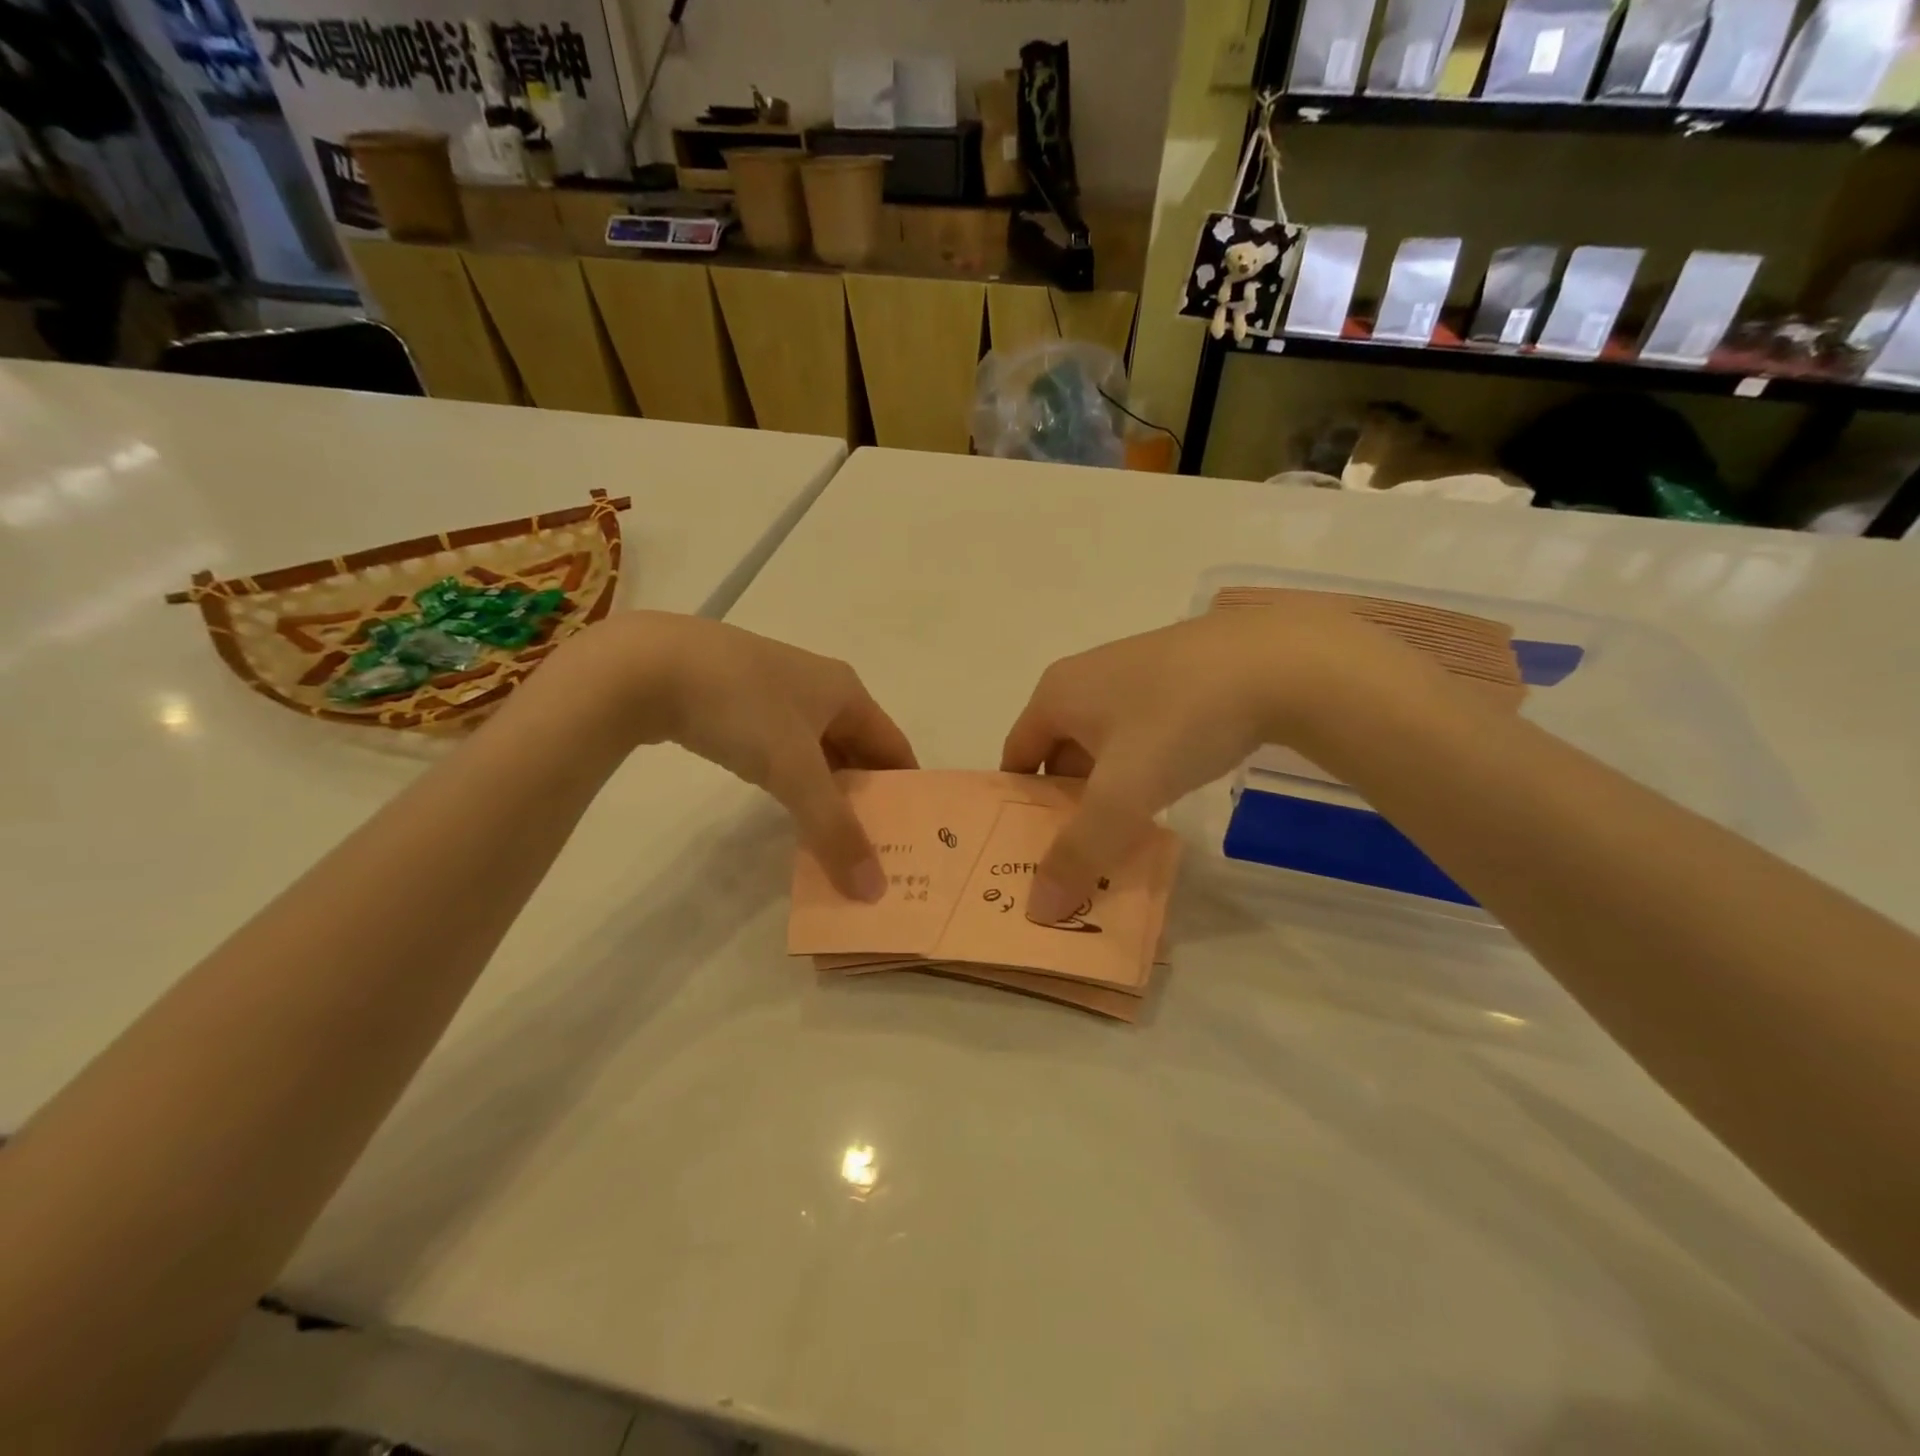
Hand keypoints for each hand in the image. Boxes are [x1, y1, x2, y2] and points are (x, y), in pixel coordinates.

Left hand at [552, 613, 915, 898]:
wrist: (648, 666)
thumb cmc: (742, 708)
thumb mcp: (794, 771)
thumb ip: (834, 830)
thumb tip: (874, 890)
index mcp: (846, 692)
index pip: (894, 746)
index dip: (907, 788)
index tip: (914, 834)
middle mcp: (819, 687)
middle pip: (858, 749)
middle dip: (867, 796)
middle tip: (876, 848)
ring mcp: (775, 692)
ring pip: (818, 751)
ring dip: (829, 791)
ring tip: (834, 837)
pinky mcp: (737, 701)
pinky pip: (783, 748)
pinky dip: (794, 780)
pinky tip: (786, 806)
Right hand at [1001, 606, 1438, 921]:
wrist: (1282, 660)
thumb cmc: (1180, 720)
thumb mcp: (1123, 794)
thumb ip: (1079, 852)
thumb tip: (1038, 908)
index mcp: (1057, 694)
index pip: (1016, 758)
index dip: (1017, 806)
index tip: (1031, 851)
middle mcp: (1086, 676)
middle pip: (1058, 753)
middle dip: (1065, 804)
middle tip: (1079, 854)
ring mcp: (1134, 671)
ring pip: (1103, 744)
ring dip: (1106, 788)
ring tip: (1122, 833)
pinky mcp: (1177, 675)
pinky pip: (1140, 731)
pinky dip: (1140, 766)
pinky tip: (1166, 790)